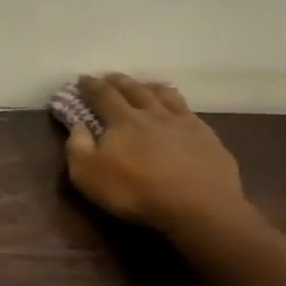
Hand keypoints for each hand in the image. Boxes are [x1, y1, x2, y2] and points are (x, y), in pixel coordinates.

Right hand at [64, 73, 252, 238]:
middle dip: (119, 81)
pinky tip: (180, 111)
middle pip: (134, 89)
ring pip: (165, 95)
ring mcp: (184, 123)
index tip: (82, 79)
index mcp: (123, 120)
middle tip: (110, 76)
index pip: (103, 95)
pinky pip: (190, 112)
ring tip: (145, 85)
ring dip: (151, 87)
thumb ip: (77, 147)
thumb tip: (78, 126)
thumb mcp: (89, 175)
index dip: (91, 85)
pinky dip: (179, 105)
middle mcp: (153, 113)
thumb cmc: (136, 192)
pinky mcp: (208, 138)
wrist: (199, 208)